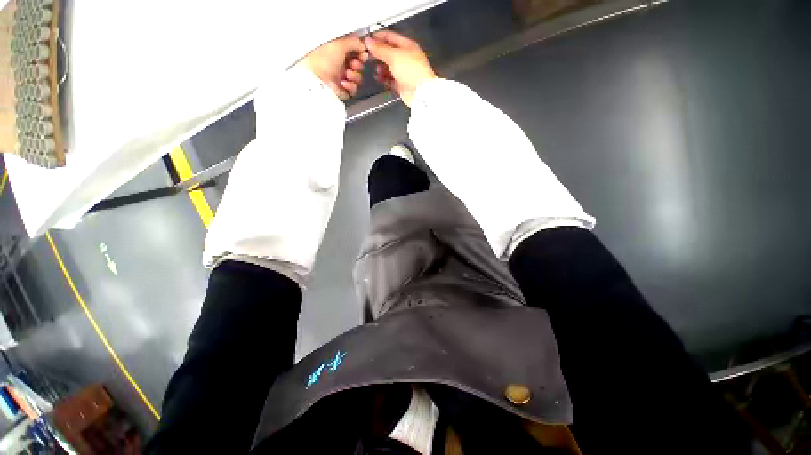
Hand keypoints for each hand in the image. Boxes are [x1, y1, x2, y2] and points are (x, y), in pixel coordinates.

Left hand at [303, 35, 368, 99]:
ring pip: (358, 78)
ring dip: (355, 76)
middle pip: (359, 66)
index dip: (361, 53)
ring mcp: (342, 78)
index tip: (363, 54)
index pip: (355, 52)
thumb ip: (354, 42)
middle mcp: (340, 64)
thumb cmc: (322, 59)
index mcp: (338, 51)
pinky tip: (344, 83)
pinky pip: (354, 90)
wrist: (317, 79)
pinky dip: (351, 86)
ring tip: (347, 74)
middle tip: (353, 64)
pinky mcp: (343, 90)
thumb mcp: (340, 43)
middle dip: (358, 65)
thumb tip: (363, 45)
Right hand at [364, 30, 436, 105]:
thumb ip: (380, 49)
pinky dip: (384, 78)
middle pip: (388, 52)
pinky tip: (379, 78)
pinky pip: (390, 80)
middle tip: (368, 55)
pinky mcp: (402, 84)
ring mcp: (404, 72)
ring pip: (389, 67)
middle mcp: (406, 58)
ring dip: (380, 67)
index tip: (367, 40)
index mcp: (407, 46)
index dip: (378, 37)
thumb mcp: (394, 56)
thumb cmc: (413, 72)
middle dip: (378, 54)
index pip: (390, 36)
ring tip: (375, 68)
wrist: (420, 93)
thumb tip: (369, 42)